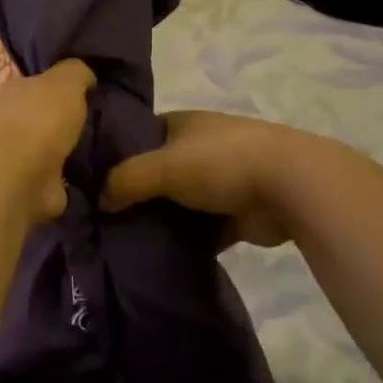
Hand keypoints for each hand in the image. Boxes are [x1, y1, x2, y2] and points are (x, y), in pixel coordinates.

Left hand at [0, 61, 95, 223]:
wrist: (21, 175)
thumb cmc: (41, 119)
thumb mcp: (66, 81)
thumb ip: (76, 73)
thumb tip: (86, 76)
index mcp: (13, 90)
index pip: (36, 82)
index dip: (57, 86)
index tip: (83, 92)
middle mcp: (8, 120)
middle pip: (38, 116)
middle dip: (59, 120)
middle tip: (92, 122)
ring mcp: (14, 156)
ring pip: (44, 147)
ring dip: (61, 151)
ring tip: (93, 150)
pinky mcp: (25, 186)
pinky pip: (50, 177)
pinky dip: (63, 177)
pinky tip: (84, 175)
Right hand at [101, 110, 301, 246]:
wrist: (291, 187)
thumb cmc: (221, 162)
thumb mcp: (162, 166)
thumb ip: (125, 180)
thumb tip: (99, 201)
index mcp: (183, 124)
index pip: (139, 136)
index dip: (116, 155)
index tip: (91, 181)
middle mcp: (200, 148)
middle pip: (157, 172)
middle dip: (135, 193)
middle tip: (102, 218)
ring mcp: (220, 181)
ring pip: (179, 203)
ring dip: (161, 219)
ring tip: (123, 241)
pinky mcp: (235, 214)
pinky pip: (201, 230)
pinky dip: (186, 242)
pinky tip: (158, 258)